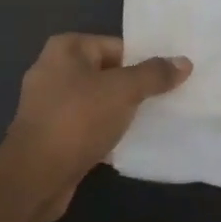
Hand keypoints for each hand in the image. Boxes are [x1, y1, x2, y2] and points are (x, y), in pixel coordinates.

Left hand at [5, 34, 191, 218]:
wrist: (36, 175)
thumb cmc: (78, 119)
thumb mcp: (123, 91)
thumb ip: (154, 74)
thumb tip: (183, 62)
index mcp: (66, 48)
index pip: (117, 46)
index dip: (144, 62)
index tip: (170, 79)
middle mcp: (53, 69)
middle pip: (107, 73)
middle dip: (135, 87)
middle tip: (167, 100)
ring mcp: (49, 104)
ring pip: (98, 101)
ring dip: (121, 112)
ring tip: (153, 122)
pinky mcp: (51, 133)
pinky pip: (87, 125)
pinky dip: (106, 131)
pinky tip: (128, 143)